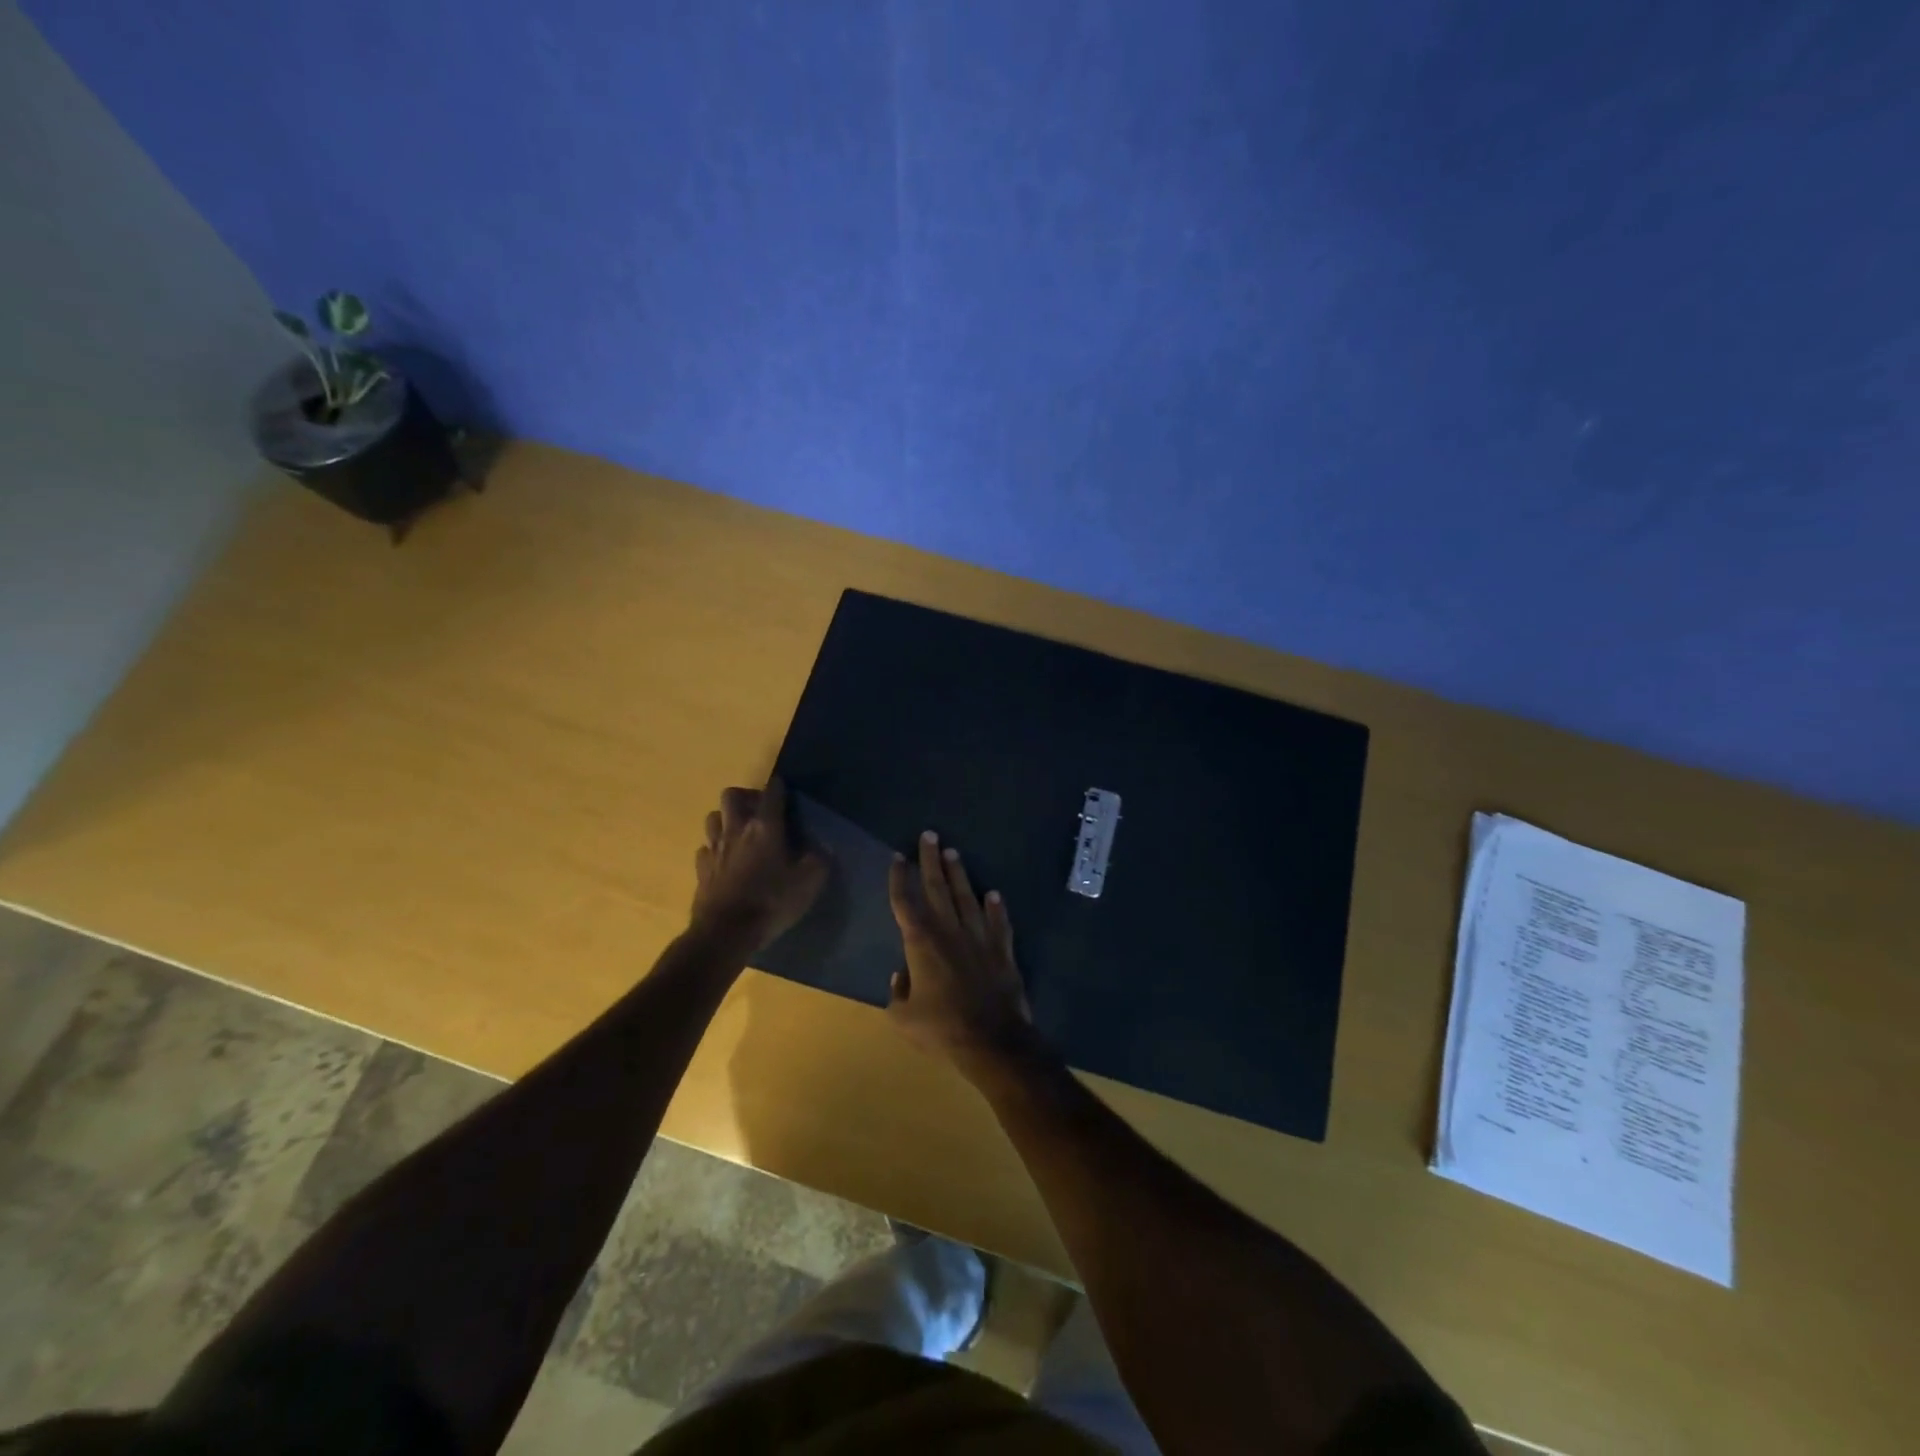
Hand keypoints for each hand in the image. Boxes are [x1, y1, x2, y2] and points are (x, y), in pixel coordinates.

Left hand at [690, 779, 825, 953]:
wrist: (726, 933)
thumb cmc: (771, 902)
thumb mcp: (808, 883)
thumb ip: (817, 860)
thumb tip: (820, 847)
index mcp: (765, 827)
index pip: (771, 793)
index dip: (779, 787)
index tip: (785, 789)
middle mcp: (736, 830)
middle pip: (731, 795)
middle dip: (745, 796)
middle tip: (760, 811)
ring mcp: (714, 849)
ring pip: (713, 817)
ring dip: (726, 819)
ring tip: (740, 832)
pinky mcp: (701, 869)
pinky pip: (705, 848)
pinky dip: (714, 849)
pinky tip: (725, 861)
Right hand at [887, 831, 1037, 1078]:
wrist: (993, 1041)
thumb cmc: (942, 1029)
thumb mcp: (904, 1018)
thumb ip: (897, 994)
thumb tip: (901, 976)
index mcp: (921, 943)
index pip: (905, 902)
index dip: (900, 878)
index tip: (898, 856)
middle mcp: (950, 931)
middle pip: (937, 888)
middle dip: (930, 861)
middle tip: (929, 835)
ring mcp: (980, 938)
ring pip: (967, 898)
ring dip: (959, 874)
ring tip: (953, 852)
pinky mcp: (1002, 950)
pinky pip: (999, 923)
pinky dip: (996, 908)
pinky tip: (994, 894)